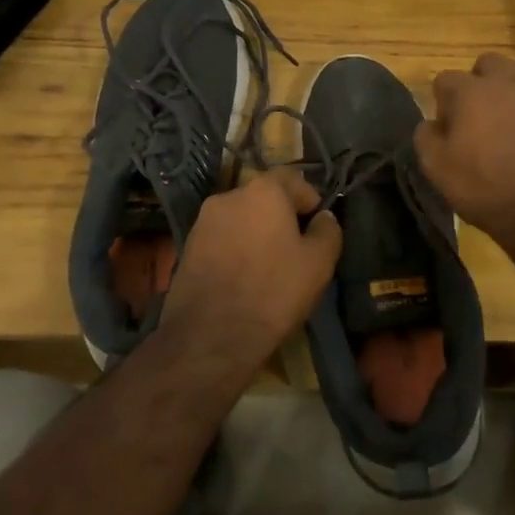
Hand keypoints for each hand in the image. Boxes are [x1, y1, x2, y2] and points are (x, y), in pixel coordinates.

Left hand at [166, 167, 342, 355]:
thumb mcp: (318, 263)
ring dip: (255, 234)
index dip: (310, 200)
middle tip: (295, 250)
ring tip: (267, 268)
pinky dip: (235, 250)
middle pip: (264, 198)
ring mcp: (203, 221)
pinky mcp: (187, 247)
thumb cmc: (273, 292)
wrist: (209, 336)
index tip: (317, 228)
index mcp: (263, 190)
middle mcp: (229, 196)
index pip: (293, 179)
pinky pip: (221, 239)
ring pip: (241, 219)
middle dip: (281, 217)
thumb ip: (327, 231)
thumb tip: (323, 217)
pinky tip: (242, 279)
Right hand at [414, 54, 514, 243]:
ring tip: (514, 111)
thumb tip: (432, 123)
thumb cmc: (488, 190)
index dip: (443, 103)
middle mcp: (505, 81)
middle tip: (481, 115)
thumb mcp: (438, 171)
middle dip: (480, 82)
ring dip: (514, 83)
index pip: (445, 79)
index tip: (450, 128)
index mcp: (470, 93)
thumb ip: (427, 138)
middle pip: (487, 64)